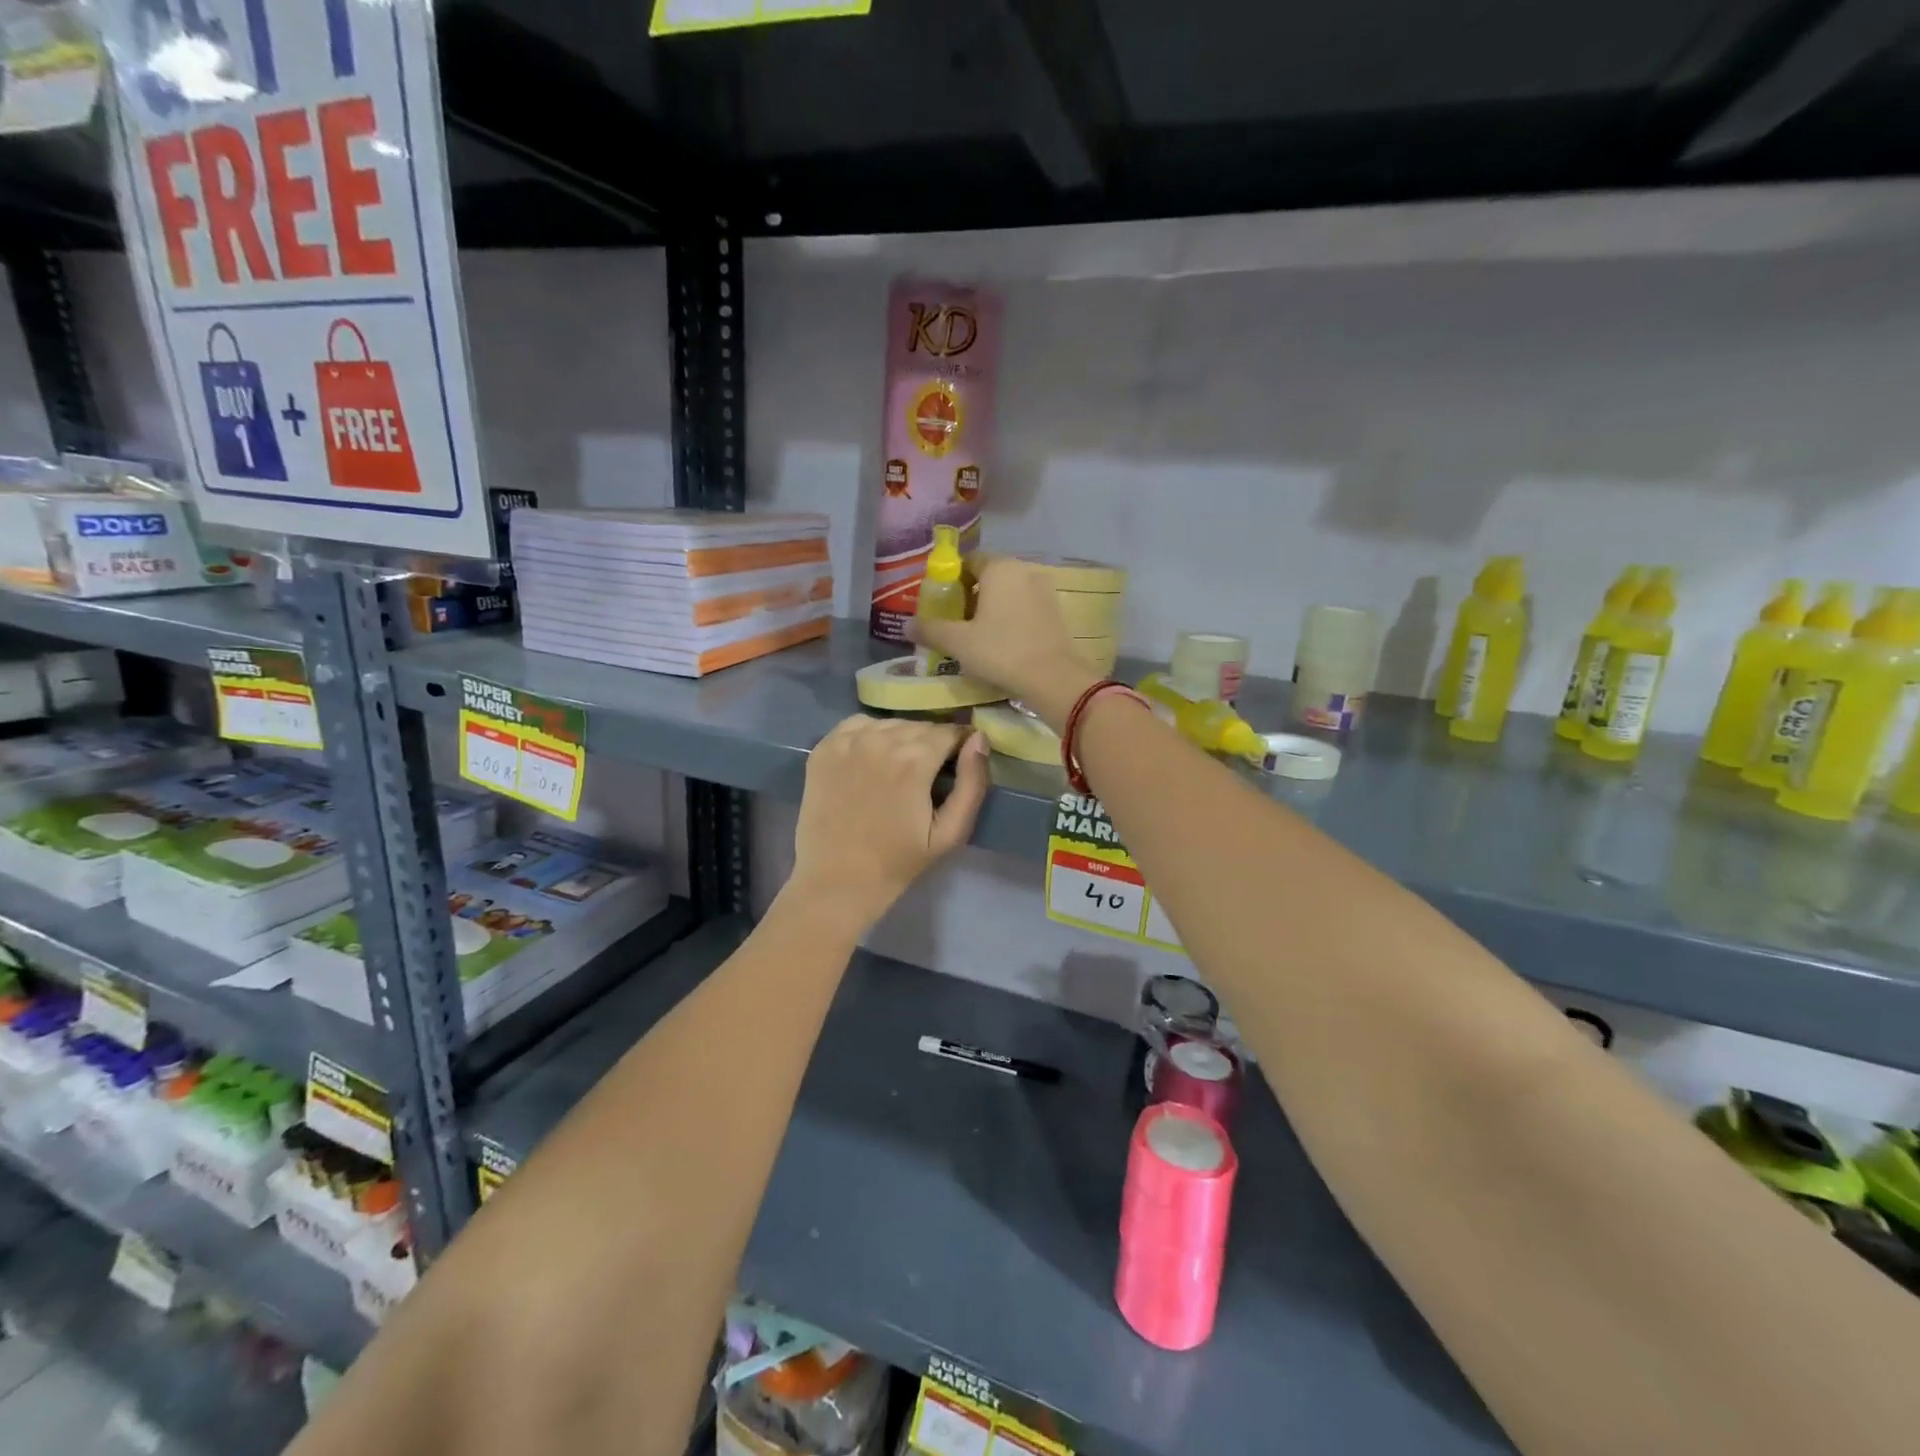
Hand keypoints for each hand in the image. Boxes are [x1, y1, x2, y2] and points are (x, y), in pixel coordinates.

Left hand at [787, 716, 989, 930]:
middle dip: (932, 744)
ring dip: (902, 738)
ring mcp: (847, 741)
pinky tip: (872, 760)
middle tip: (928, 774)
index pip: (950, 732)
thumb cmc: (898, 861)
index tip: (957, 765)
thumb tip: (979, 740)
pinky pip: (858, 725)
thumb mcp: (950, 832)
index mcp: (914, 759)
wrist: (838, 880)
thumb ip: (972, 783)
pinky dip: (870, 735)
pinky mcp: (823, 748)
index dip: (959, 746)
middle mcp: (880, 739)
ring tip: (900, 769)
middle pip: (920, 726)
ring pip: (890, 724)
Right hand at [907, 557, 1099, 730]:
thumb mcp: (958, 642)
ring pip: (1009, 592)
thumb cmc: (1001, 651)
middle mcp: (1024, 570)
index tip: (943, 605)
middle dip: (971, 595)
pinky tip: (1003, 642)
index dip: (952, 580)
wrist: (1052, 678)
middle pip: (989, 576)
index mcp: (999, 568)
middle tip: (957, 623)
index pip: (969, 561)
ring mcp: (1044, 590)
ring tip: (978, 635)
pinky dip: (1011, 617)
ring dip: (992, 607)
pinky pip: (1025, 606)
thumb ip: (930, 629)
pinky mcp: (1056, 611)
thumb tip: (906, 625)